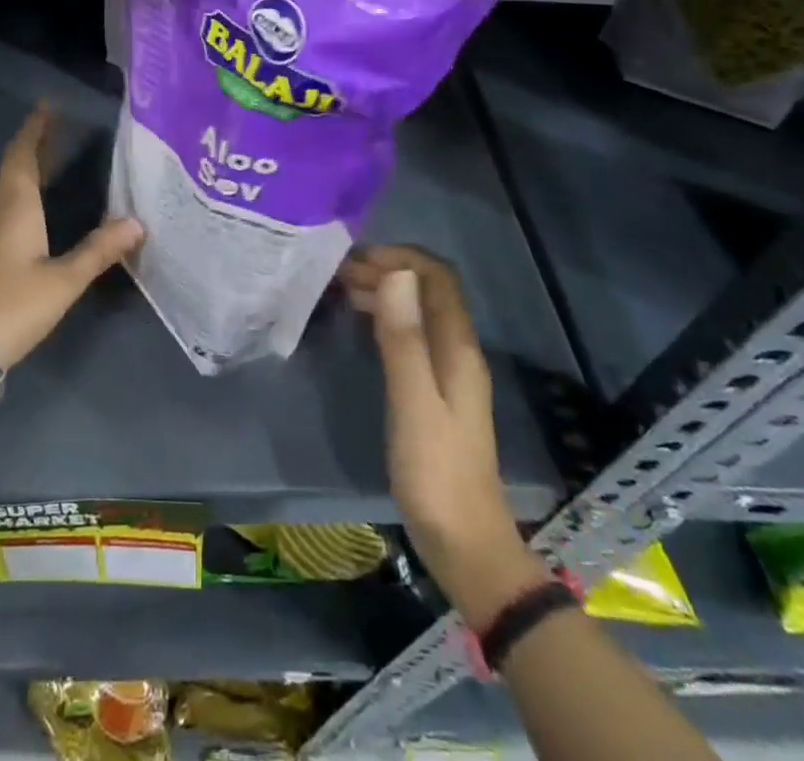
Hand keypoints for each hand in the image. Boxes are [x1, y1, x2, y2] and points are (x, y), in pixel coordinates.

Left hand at [0, 105, 143, 368]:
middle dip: (35, 144)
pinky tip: (36, 206)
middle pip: (14, 167)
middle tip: (59, 128)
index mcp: (15, 206)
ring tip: (52, 158)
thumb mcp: (64, 279)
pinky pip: (5, 206)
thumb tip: (137, 222)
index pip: (23, 155)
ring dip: (27, 168)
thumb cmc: (13, 305)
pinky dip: (22, 192)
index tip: (48, 106)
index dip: (35, 129)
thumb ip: (99, 250)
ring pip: (7, 187)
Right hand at [340, 246, 546, 625]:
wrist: (465, 545)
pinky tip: (360, 326)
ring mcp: (448, 372)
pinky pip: (411, 336)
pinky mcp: (434, 391)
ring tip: (341, 291)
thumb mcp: (413, 402)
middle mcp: (458, 351)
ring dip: (385, 293)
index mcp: (458, 348)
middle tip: (338, 273)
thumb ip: (404, 339)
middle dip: (387, 271)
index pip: (438, 278)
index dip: (401, 257)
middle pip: (428, 291)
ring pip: (418, 312)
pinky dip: (386, 319)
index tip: (356, 259)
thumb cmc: (436, 473)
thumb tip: (397, 273)